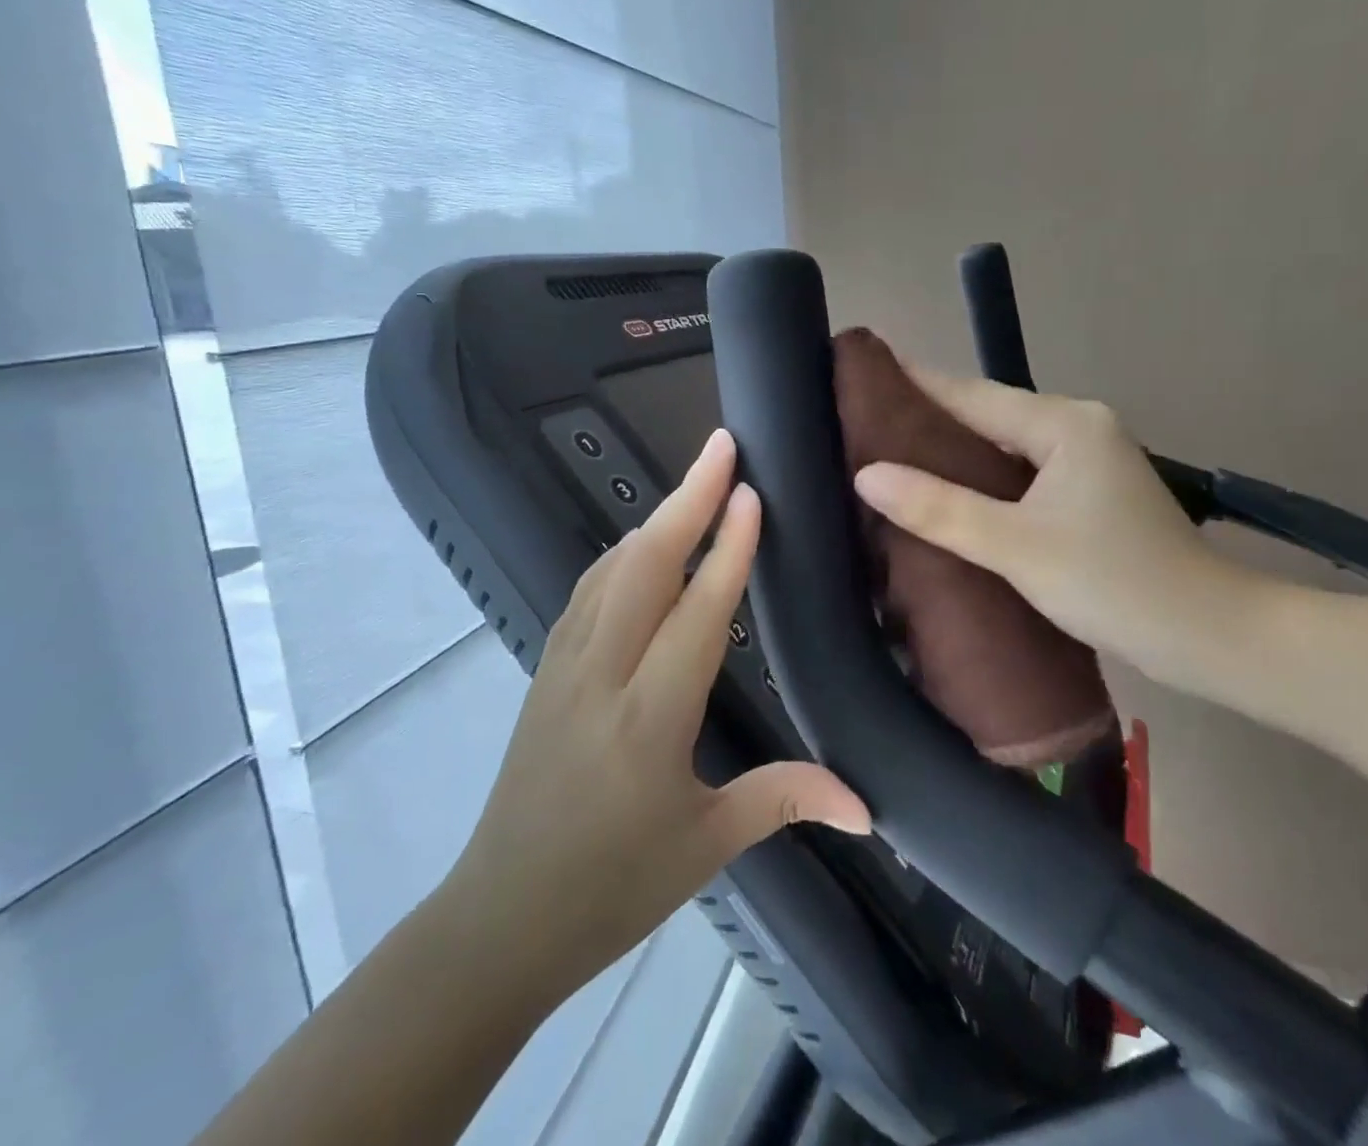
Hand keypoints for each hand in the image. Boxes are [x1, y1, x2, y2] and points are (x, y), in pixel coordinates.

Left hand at [444, 428, 870, 1006]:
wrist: (500, 918)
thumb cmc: (611, 886)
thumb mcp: (705, 846)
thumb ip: (783, 799)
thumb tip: (867, 805)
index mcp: (648, 720)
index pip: (696, 615)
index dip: (728, 551)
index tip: (752, 494)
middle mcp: (601, 675)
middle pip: (645, 566)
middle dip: (687, 499)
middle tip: (723, 447)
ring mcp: (563, 665)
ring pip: (611, 569)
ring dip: (655, 519)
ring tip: (696, 484)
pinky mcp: (545, 668)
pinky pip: (588, 591)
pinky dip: (623, 554)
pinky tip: (641, 547)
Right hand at [851, 369, 1265, 692]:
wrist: (1210, 637)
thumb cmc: (1114, 583)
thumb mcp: (1016, 547)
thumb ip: (940, 509)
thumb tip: (867, 475)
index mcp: (1064, 423)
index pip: (971, 394)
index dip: (915, 383)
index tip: (864, 373)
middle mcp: (1078, 427)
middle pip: (988, 415)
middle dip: (929, 418)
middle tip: (864, 422)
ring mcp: (1089, 459)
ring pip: (1005, 445)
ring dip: (955, 450)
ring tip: (892, 456)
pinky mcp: (1092, 492)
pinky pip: (1022, 471)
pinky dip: (984, 477)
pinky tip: (950, 492)